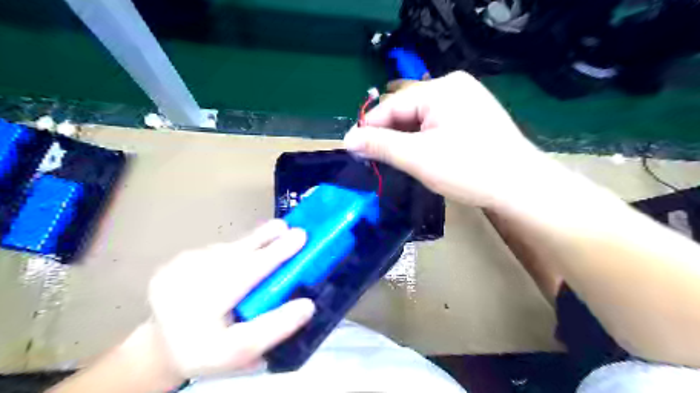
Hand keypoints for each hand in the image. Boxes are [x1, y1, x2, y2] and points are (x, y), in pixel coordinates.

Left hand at [147, 222, 312, 381]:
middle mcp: (182, 284)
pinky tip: (248, 254)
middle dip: (263, 240)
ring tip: (277, 233)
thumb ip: (275, 328)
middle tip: (288, 228)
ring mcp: (176, 269)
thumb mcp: (242, 352)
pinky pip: (216, 250)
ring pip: (226, 250)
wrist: (162, 347)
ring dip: (253, 243)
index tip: (300, 238)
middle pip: (232, 255)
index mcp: (199, 311)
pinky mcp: (177, 260)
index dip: (274, 255)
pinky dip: (238, 249)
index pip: (243, 277)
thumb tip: (308, 304)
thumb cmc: (208, 351)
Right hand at [345, 71, 546, 208]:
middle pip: (407, 110)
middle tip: (374, 160)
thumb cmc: (469, 169)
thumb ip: (380, 146)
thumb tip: (348, 139)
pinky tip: (419, 156)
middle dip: (390, 135)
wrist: (520, 187)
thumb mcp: (418, 157)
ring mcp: (466, 101)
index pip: (393, 105)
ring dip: (405, 139)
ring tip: (395, 161)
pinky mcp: (472, 118)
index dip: (370, 128)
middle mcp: (454, 87)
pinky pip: (436, 125)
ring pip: (421, 119)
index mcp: (441, 89)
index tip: (353, 149)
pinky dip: (423, 140)